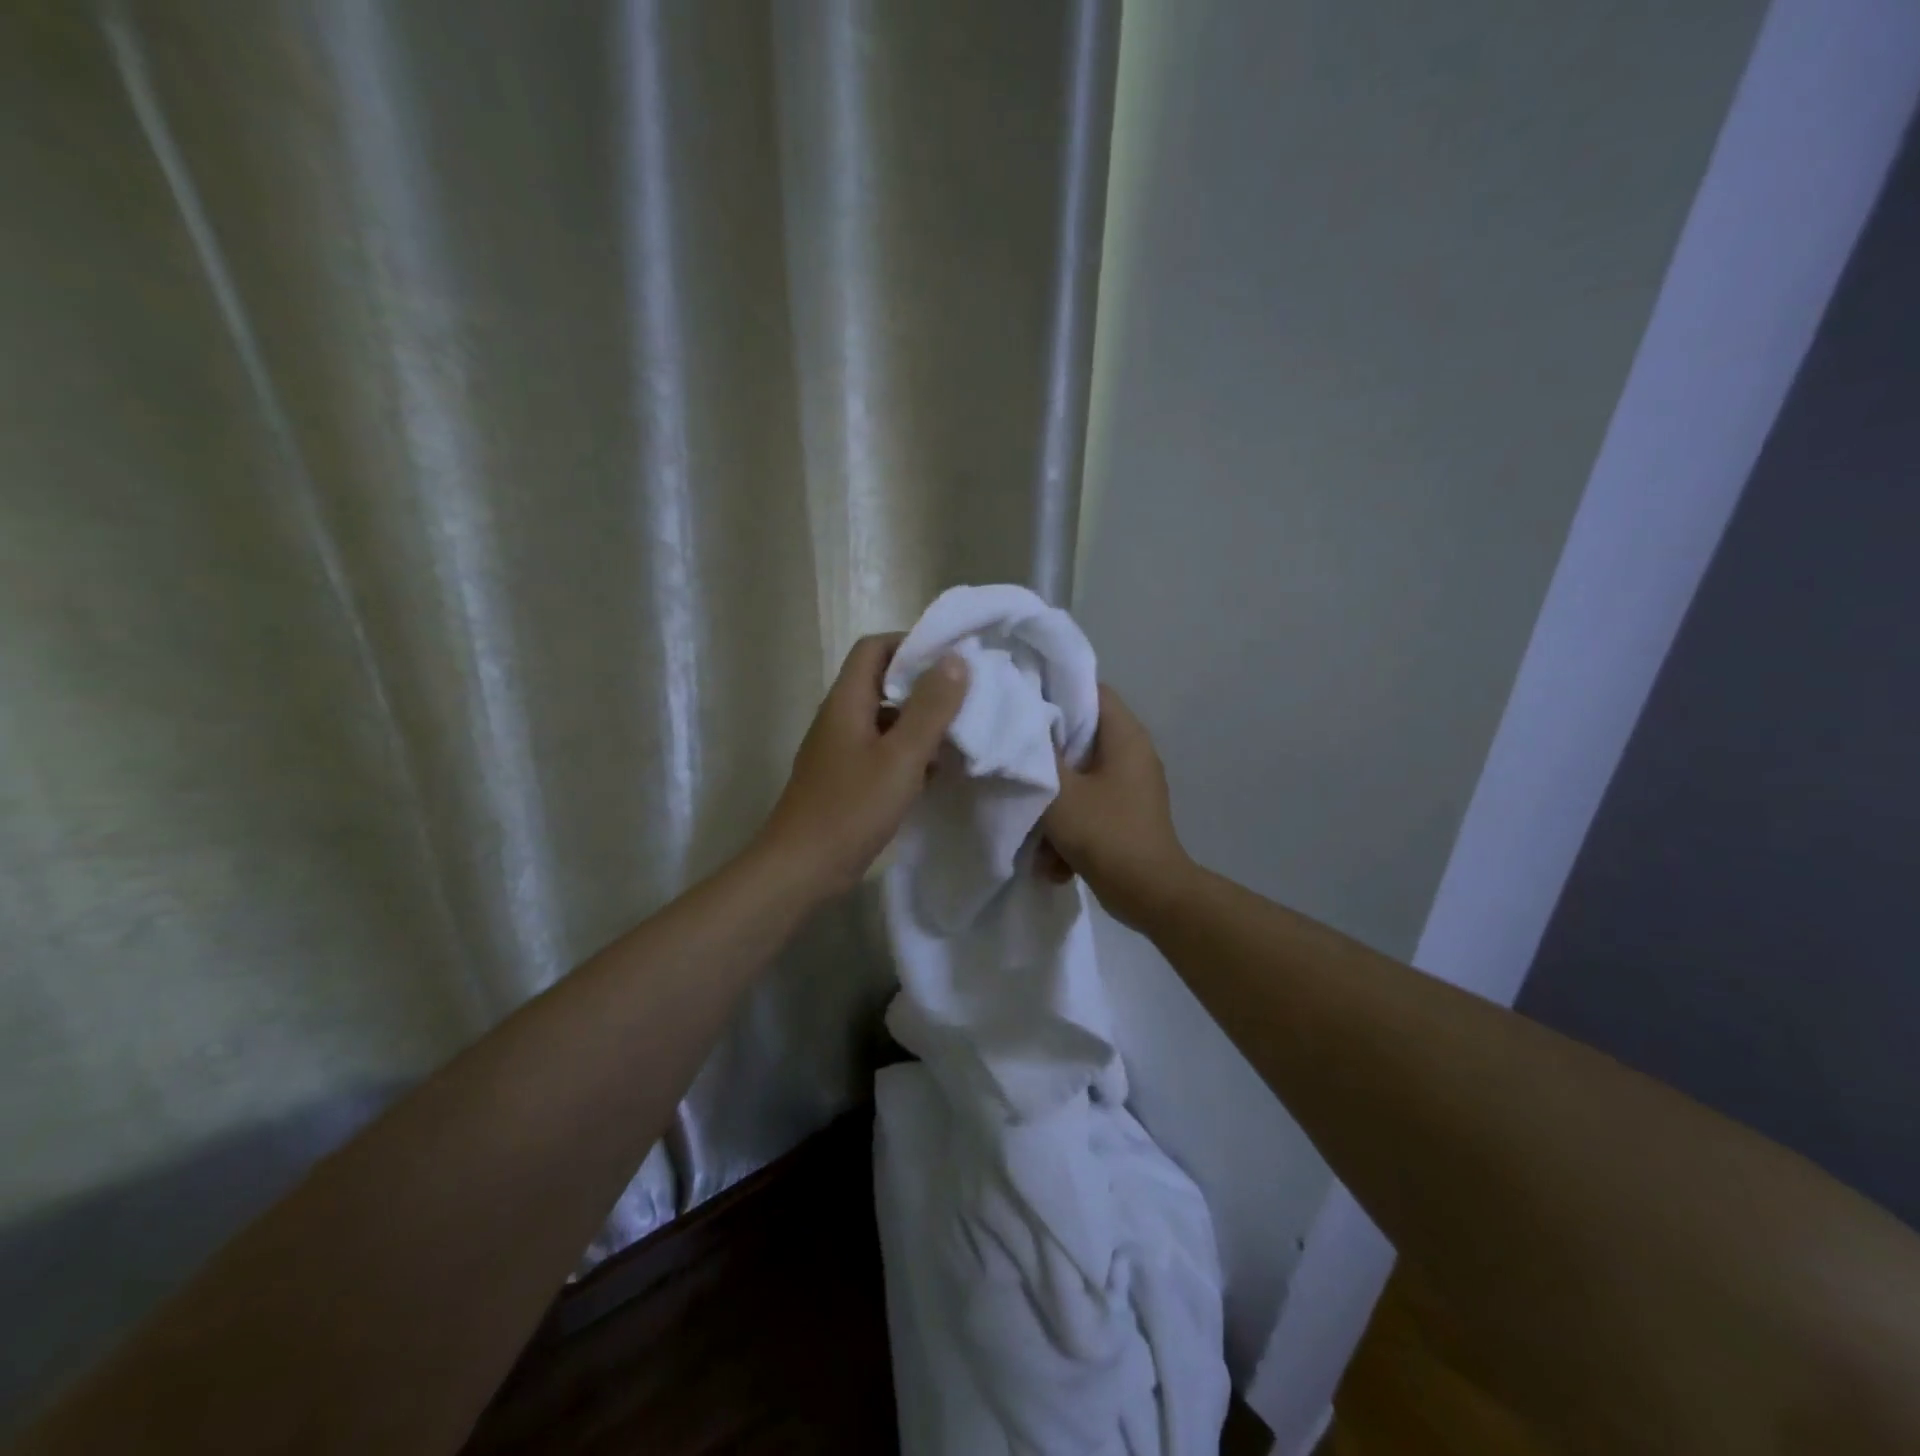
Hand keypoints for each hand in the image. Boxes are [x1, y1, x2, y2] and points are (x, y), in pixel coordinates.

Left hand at [756, 633, 968, 898]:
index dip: (911, 644)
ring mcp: (841, 749)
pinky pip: (882, 750)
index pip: (875, 647)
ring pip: (886, 719)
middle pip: (882, 682)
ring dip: (920, 722)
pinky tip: (935, 771)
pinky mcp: (846, 778)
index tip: (951, 658)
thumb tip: (955, 659)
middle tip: (965, 697)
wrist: (801, 869)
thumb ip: (930, 708)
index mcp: (847, 701)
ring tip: (959, 734)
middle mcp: (840, 717)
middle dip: (924, 686)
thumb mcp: (901, 757)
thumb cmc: (851, 808)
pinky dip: (909, 752)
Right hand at [1040, 684, 1193, 929]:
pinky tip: (1053, 857)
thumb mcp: (1059, 791)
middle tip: (1015, 761)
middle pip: (1080, 735)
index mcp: (1125, 735)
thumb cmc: (1106, 833)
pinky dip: (1070, 826)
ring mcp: (1132, 786)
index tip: (1019, 705)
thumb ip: (1036, 756)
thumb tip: (1022, 726)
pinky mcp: (1126, 815)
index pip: (1089, 690)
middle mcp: (1133, 753)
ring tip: (1033, 824)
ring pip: (1080, 776)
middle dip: (1046, 754)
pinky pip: (1090, 806)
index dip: (1053, 691)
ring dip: (1055, 801)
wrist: (1150, 895)